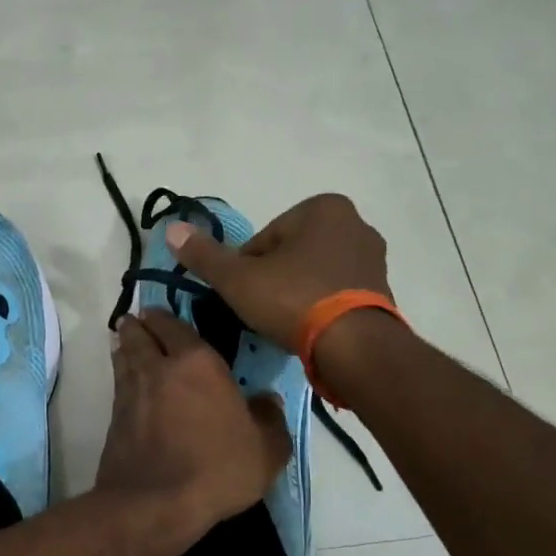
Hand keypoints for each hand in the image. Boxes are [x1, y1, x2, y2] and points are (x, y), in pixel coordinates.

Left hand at [95, 310, 291, 541]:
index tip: (158, 311)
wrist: (156, 503)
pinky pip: (118, 384)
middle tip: (138, 319)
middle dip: (139, 325)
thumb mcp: (266, 449)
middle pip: (141, 335)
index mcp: (198, 363)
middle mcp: (160, 368)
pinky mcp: (115, 418)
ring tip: (126, 341)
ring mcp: (132, 392)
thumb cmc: (217, 469)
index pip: (176, 327)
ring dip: (125, 345)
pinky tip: (126, 381)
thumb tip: (267, 400)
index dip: (166, 317)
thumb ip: (269, 419)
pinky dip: (120, 374)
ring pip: (124, 356)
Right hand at [164, 193, 393, 352]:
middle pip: (290, 254)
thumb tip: (171, 229)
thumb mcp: (238, 279)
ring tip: (284, 326)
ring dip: (296, 295)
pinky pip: (337, 294)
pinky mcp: (383, 291)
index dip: (246, 270)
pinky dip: (320, 308)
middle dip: (273, 280)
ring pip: (313, 274)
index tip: (244, 296)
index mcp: (323, 207)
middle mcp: (355, 223)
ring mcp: (373, 258)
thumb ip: (204, 255)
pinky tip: (309, 332)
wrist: (355, 347)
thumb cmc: (294, 300)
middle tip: (261, 312)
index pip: (264, 239)